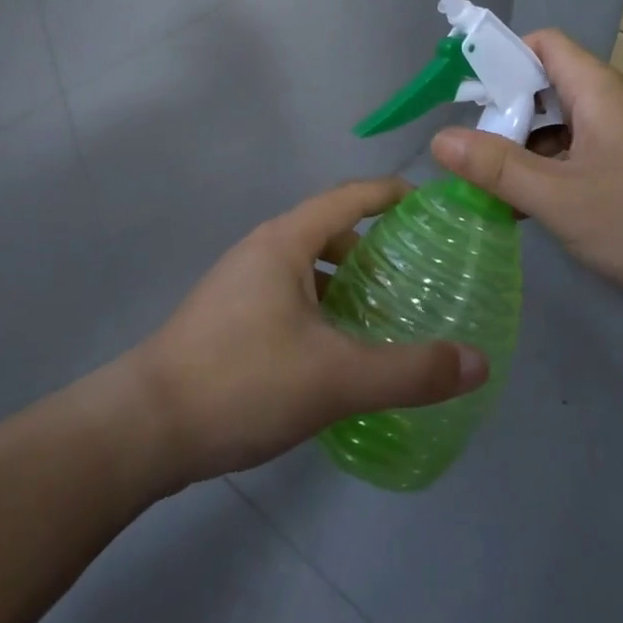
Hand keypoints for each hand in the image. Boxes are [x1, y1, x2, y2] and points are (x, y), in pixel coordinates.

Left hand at [127, 178, 490, 484]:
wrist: (144, 428)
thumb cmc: (242, 381)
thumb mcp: (335, 378)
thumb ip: (410, 371)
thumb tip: (479, 362)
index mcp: (285, 241)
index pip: (349, 197)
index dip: (390, 194)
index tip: (430, 204)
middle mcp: (262, 250)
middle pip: (329, 231)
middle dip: (373, 248)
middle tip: (416, 276)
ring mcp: (240, 284)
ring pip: (307, 268)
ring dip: (345, 283)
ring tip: (384, 316)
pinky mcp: (229, 318)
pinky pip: (289, 296)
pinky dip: (322, 308)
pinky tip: (337, 351)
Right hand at [431, 30, 622, 323]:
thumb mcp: (560, 197)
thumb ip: (497, 167)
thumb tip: (439, 138)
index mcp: (596, 91)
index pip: (541, 44)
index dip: (501, 58)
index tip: (465, 96)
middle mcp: (611, 104)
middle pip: (545, 86)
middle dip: (503, 114)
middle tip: (469, 152)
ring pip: (560, 127)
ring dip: (524, 149)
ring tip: (490, 187)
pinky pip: (579, 156)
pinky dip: (550, 173)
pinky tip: (530, 210)